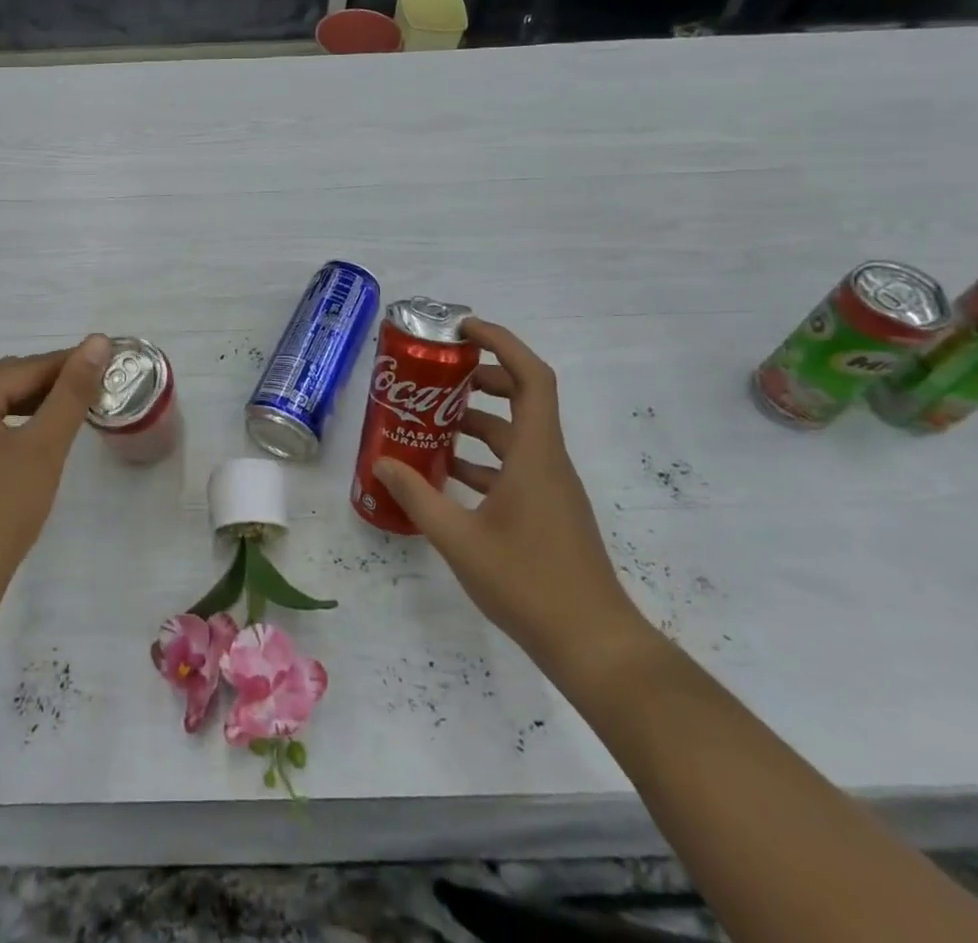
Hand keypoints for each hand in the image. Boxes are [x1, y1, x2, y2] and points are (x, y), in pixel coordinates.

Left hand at [0, 335, 111, 603]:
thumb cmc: (1, 511)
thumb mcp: (44, 447)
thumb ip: (71, 392)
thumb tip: (97, 341)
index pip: (26, 367)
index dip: (69, 364)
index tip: (107, 364)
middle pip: (5, 381)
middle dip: (50, 383)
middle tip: (94, 390)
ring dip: (30, 403)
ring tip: (69, 412)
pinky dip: (9, 425)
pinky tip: (31, 440)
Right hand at [375, 318, 647, 677]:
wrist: (594, 646)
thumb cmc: (528, 583)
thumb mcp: (459, 538)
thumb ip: (418, 496)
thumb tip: (383, 462)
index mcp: (535, 455)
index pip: (530, 376)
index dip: (502, 342)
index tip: (463, 330)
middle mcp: (547, 461)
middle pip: (524, 398)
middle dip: (483, 378)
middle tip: (440, 377)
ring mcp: (550, 489)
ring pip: (515, 436)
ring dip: (477, 422)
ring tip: (430, 423)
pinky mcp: (548, 513)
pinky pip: (514, 467)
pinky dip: (482, 460)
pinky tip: (446, 477)